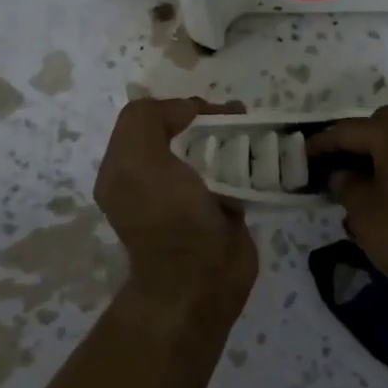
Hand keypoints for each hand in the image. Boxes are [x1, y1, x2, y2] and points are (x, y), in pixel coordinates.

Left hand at [94, 98, 257, 318]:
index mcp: (125, 167)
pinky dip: (247, 160)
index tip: (205, 111)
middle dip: (211, 119)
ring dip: (233, 136)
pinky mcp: (219, 208)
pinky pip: (232, 173)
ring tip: (255, 130)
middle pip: (182, 132)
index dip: (176, 106)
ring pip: (210, 150)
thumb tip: (188, 110)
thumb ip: (147, 120)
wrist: (201, 281)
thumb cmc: (169, 218)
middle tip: (238, 115)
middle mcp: (152, 179)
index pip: (147, 118)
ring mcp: (187, 195)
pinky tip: (263, 153)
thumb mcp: (139, 161)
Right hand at [306, 106, 387, 303]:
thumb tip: (343, 174)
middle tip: (331, 175)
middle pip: (375, 130)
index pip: (344, 131)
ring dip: (375, 165)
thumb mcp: (369, 216)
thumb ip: (348, 189)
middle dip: (351, 149)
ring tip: (359, 197)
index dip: (317, 146)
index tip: (297, 162)